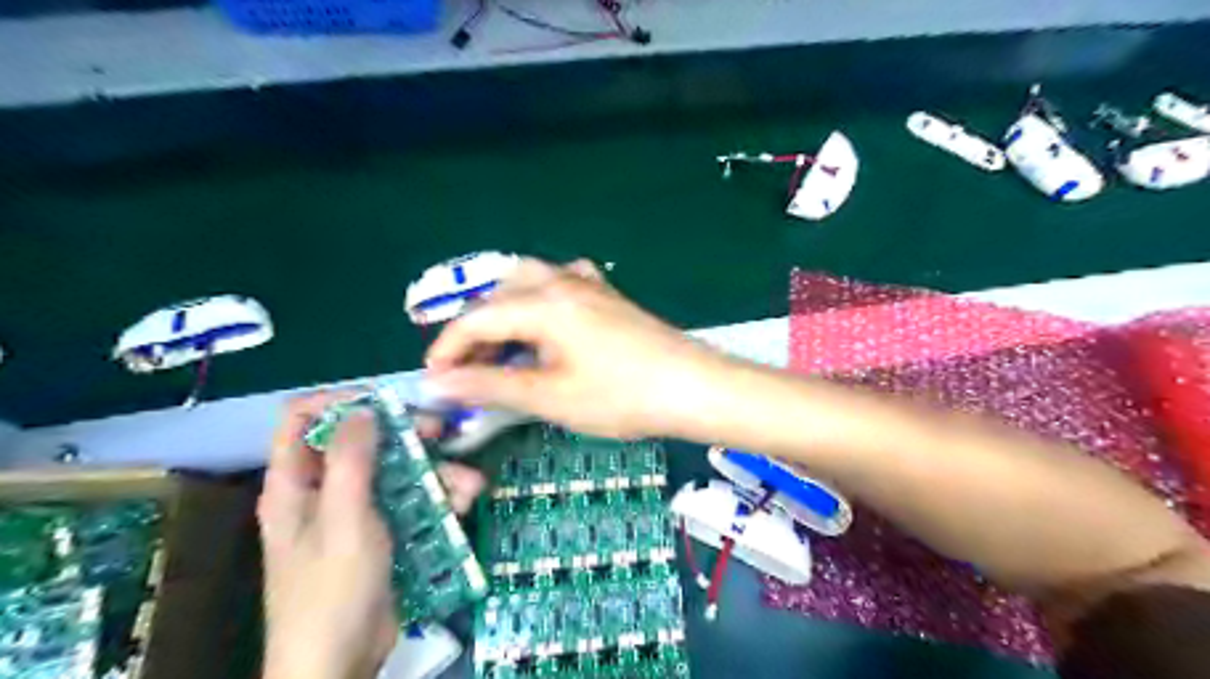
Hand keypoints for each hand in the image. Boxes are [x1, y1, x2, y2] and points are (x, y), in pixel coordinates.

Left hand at [259, 392, 489, 678]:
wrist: (341, 664)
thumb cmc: (332, 590)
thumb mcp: (343, 520)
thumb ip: (350, 460)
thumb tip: (362, 408)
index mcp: (295, 483)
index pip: (301, 419)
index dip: (340, 402)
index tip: (386, 403)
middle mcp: (324, 490)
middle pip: (362, 441)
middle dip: (407, 436)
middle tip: (443, 433)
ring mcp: (357, 512)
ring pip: (397, 471)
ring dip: (436, 473)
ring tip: (469, 484)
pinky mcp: (383, 532)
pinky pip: (412, 501)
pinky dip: (439, 499)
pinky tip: (465, 504)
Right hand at [425, 257, 727, 436]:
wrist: (694, 388)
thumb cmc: (621, 396)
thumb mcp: (550, 396)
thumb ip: (490, 385)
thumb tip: (437, 384)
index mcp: (543, 303)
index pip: (477, 318)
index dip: (448, 348)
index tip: (435, 381)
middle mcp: (562, 281)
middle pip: (500, 294)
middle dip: (475, 330)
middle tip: (468, 369)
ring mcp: (589, 285)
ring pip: (529, 284)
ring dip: (505, 313)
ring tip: (501, 351)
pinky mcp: (608, 296)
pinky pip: (561, 285)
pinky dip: (539, 304)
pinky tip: (546, 327)